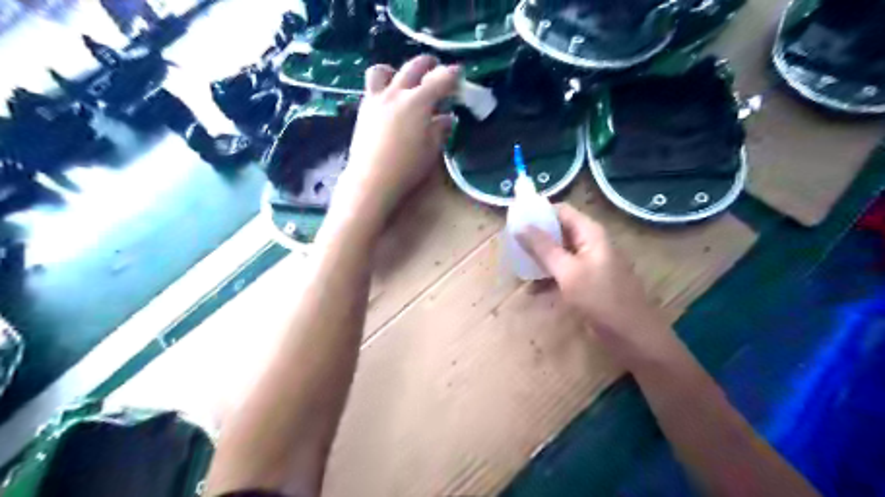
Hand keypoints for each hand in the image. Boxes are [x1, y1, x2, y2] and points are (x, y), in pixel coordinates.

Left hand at [328, 53, 460, 230]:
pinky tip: (390, 102)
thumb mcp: (432, 149)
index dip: (452, 74)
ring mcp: (376, 99)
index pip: (440, 79)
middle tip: (436, 69)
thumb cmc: (407, 167)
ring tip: (403, 81)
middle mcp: (396, 93)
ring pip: (383, 71)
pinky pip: (372, 88)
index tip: (459, 74)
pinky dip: (383, 87)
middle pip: (413, 67)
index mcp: (418, 102)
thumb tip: (447, 118)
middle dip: (428, 64)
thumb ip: (441, 129)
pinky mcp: (364, 110)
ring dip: (396, 70)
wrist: (372, 179)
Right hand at [517, 201, 675, 369]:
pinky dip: (548, 276)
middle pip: (558, 231)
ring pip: (559, 252)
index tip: (514, 222)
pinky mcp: (588, 281)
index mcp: (590, 233)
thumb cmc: (601, 299)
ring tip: (517, 266)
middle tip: (511, 246)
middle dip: (535, 238)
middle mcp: (590, 243)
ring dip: (539, 259)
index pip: (560, 211)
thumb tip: (519, 225)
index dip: (537, 213)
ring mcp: (589, 263)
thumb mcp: (567, 271)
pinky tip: (533, 289)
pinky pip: (563, 271)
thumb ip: (543, 247)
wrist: (632, 336)